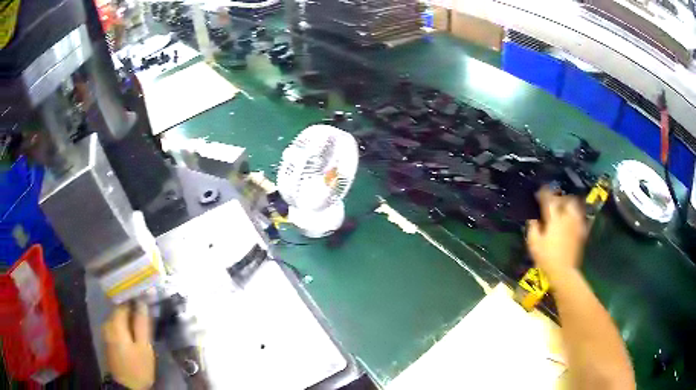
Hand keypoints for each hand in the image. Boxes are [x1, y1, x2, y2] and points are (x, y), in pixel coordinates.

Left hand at [102, 302, 154, 389]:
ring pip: (118, 319)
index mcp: (115, 323)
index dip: (135, 299)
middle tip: (147, 314)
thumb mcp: (144, 348)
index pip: (124, 302)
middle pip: (120, 310)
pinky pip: (117, 327)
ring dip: (129, 319)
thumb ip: (142, 324)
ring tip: (143, 324)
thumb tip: (143, 302)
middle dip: (132, 310)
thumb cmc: (137, 368)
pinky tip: (134, 334)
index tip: (146, 299)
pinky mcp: (108, 341)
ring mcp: (106, 333)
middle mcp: (107, 324)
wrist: (127, 387)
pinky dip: (125, 327)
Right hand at [526, 187, 587, 281]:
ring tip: (564, 206)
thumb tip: (533, 218)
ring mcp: (576, 224)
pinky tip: (572, 218)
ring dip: (569, 203)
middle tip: (553, 199)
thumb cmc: (546, 258)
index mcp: (554, 218)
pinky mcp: (582, 232)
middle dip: (559, 196)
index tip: (539, 191)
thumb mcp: (534, 243)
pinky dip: (576, 214)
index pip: (549, 199)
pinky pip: (580, 217)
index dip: (543, 193)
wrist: (564, 272)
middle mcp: (567, 217)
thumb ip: (533, 227)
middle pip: (565, 199)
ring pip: (575, 206)